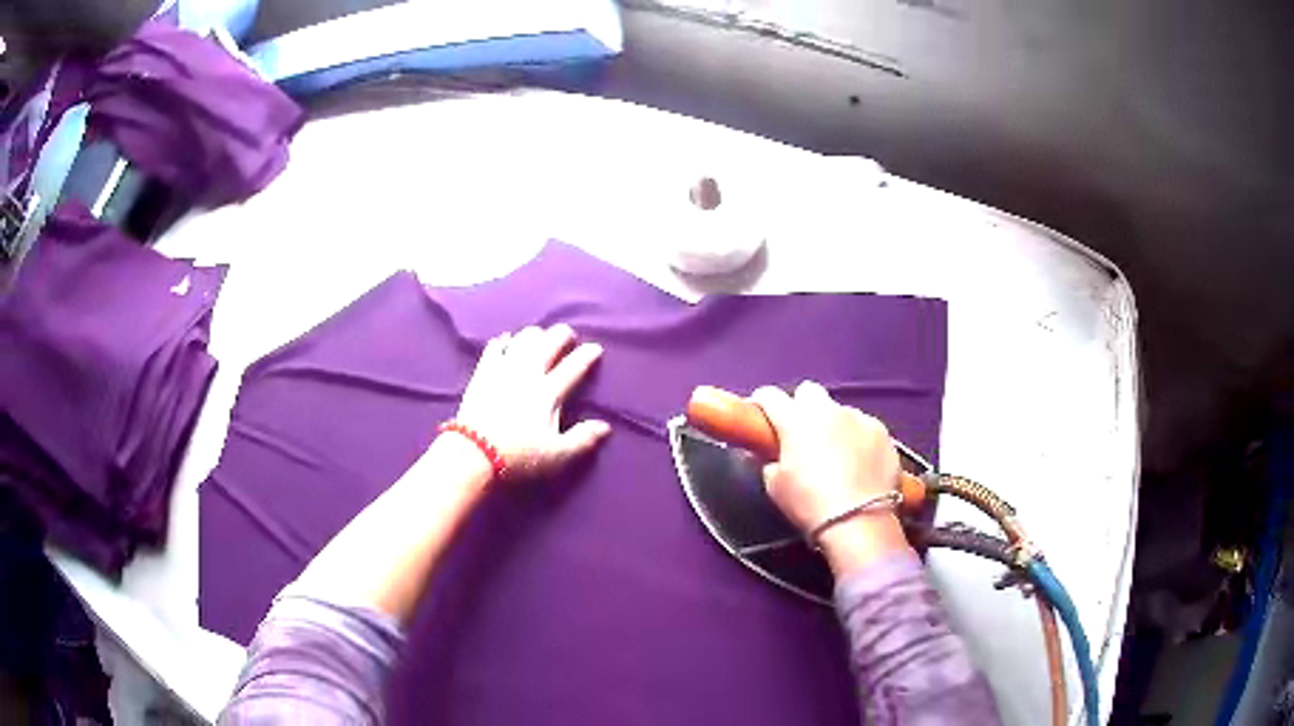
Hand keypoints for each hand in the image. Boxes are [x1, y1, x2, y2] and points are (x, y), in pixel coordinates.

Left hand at [454, 325, 610, 481]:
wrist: (473, 454)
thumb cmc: (518, 457)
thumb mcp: (558, 456)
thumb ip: (583, 439)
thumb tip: (605, 427)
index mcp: (549, 392)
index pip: (573, 366)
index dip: (587, 355)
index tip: (596, 348)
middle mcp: (527, 373)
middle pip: (548, 343)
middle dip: (562, 335)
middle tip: (568, 335)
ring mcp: (502, 370)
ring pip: (522, 339)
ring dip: (535, 335)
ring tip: (540, 337)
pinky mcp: (482, 373)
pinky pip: (494, 347)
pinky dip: (503, 341)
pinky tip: (506, 341)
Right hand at [751, 381, 909, 574]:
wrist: (859, 521)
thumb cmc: (809, 505)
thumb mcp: (776, 487)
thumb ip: (769, 463)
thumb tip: (769, 455)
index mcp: (795, 421)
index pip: (771, 396)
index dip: (763, 402)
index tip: (762, 414)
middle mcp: (827, 411)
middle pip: (809, 391)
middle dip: (802, 406)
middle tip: (802, 432)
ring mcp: (858, 418)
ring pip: (840, 411)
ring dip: (833, 424)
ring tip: (837, 453)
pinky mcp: (882, 431)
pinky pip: (864, 427)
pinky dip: (858, 438)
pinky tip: (860, 461)